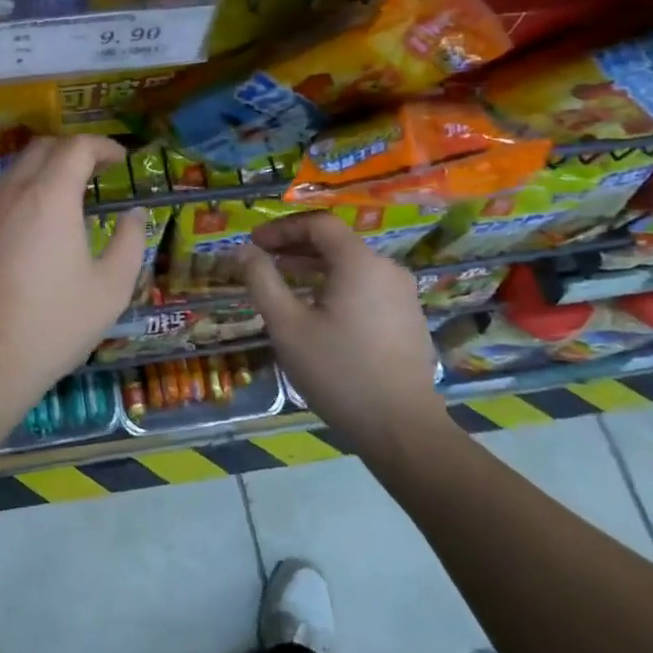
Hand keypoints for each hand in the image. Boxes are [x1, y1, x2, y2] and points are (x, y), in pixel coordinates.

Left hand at [0, 136, 148, 401]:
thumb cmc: (57, 324)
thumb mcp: (111, 288)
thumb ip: (130, 242)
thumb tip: (135, 214)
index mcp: (50, 198)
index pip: (76, 147)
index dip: (103, 146)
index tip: (121, 161)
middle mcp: (14, 195)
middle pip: (41, 149)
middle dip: (73, 151)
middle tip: (98, 172)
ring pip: (16, 172)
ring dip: (46, 171)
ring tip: (71, 199)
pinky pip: (1, 201)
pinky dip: (25, 197)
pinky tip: (39, 232)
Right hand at [235, 212, 449, 454]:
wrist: (402, 429)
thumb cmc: (338, 372)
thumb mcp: (287, 325)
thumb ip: (263, 281)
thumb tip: (243, 251)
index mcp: (360, 262)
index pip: (318, 224)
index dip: (282, 228)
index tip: (254, 244)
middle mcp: (387, 268)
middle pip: (337, 243)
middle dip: (296, 247)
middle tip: (263, 261)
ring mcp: (403, 294)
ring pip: (352, 266)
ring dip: (315, 267)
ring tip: (285, 285)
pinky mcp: (409, 318)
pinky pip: (367, 287)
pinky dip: (337, 286)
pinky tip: (319, 312)